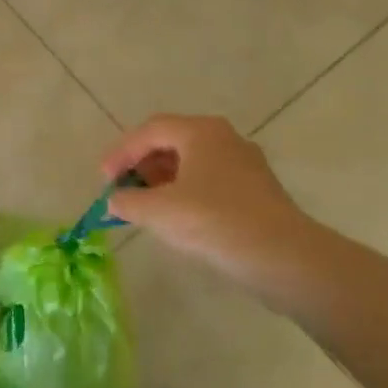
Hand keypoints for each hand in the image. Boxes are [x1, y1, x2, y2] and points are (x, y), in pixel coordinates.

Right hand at [102, 115, 321, 294]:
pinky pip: (210, 182)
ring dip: (162, 181)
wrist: (283, 257)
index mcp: (201, 132)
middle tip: (124, 191)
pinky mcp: (257, 191)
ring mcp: (245, 165)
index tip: (104, 180)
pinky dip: (185, 194)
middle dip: (142, 165)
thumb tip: (114, 200)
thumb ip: (127, 201)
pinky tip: (177, 219)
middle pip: (172, 142)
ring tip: (145, 207)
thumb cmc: (213, 222)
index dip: (121, 153)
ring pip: (192, 163)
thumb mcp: (158, 211)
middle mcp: (225, 139)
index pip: (150, 131)